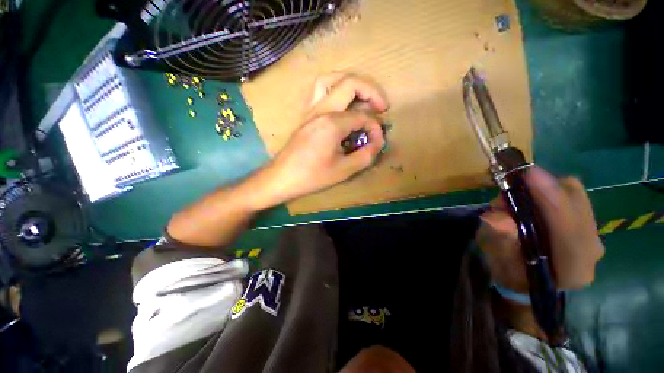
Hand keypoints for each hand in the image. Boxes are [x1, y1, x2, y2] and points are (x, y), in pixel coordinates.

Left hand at [260, 73, 389, 205]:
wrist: (282, 177)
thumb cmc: (312, 176)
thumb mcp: (344, 170)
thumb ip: (366, 155)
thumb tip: (377, 142)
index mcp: (333, 123)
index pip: (363, 117)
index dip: (375, 128)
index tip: (377, 142)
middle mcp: (322, 109)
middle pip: (350, 83)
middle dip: (372, 91)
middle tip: (382, 107)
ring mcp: (311, 109)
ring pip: (330, 79)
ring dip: (350, 83)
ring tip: (361, 97)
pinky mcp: (305, 115)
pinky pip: (319, 90)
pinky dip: (334, 89)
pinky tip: (340, 103)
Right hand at [476, 167, 604, 292]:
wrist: (527, 281)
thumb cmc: (510, 273)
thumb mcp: (498, 260)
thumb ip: (500, 241)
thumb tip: (499, 218)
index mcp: (572, 269)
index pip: (569, 229)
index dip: (550, 199)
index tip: (529, 175)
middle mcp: (591, 250)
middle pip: (577, 203)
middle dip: (545, 188)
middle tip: (512, 187)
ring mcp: (593, 236)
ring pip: (576, 196)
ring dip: (546, 188)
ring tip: (518, 196)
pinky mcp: (587, 224)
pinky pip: (573, 196)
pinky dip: (551, 190)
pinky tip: (532, 198)